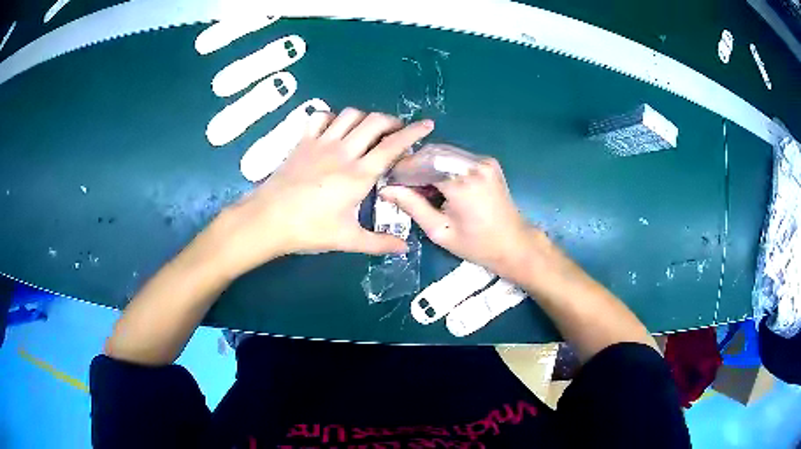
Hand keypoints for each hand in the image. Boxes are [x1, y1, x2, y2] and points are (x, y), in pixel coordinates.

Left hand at [212, 108, 433, 275]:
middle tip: (397, 132)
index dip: (413, 132)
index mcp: (359, 174)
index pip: (393, 146)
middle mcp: (343, 151)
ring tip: (369, 130)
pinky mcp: (303, 141)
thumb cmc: (308, 229)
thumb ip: (379, 242)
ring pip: (350, 114)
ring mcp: (321, 143)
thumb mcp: (347, 239)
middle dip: (392, 121)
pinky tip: (336, 129)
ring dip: (365, 118)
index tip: (427, 125)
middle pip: (374, 122)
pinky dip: (333, 117)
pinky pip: (321, 117)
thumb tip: (404, 248)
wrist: (268, 219)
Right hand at [380, 157, 537, 278]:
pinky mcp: (488, 162)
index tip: (390, 182)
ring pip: (444, 152)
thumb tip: (386, 189)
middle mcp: (473, 164)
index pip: (421, 164)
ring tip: (421, 186)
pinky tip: (441, 183)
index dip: (402, 171)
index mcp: (461, 183)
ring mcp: (483, 160)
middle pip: (432, 153)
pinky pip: (457, 156)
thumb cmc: (476, 244)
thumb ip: (412, 206)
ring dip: (428, 164)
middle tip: (404, 184)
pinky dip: (443, 165)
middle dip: (414, 165)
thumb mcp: (439, 231)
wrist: (514, 243)